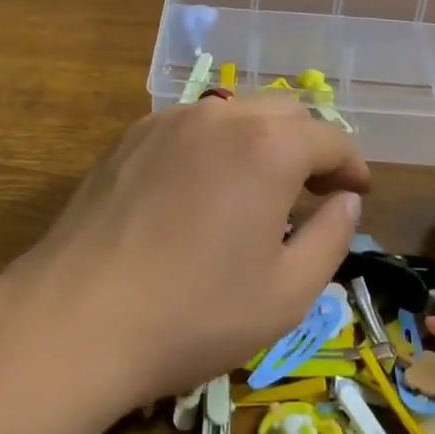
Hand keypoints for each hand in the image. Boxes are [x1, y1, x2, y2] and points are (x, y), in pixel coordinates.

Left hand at [0, 95, 369, 412]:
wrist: (76, 320)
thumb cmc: (194, 314)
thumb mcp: (287, 293)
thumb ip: (331, 237)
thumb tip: (346, 201)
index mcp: (268, 146)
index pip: (330, 138)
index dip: (352, 165)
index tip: (358, 194)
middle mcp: (221, 116)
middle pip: (285, 113)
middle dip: (310, 146)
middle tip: (315, 193)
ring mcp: (168, 121)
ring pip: (235, 114)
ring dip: (262, 143)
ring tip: (260, 191)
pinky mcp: (130, 138)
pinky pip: (192, 128)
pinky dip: (216, 147)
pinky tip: (204, 191)